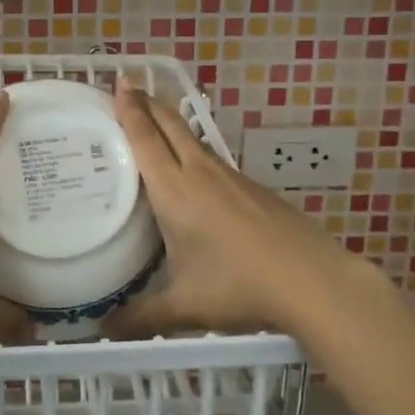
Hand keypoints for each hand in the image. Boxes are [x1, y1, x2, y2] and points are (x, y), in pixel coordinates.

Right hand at [106, 80, 351, 337]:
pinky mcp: (253, 188)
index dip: (129, 109)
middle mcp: (200, 173)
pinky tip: (194, 171)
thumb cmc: (239, 286)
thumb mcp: (184, 306)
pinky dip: (192, 149)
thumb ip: (141, 316)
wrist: (311, 280)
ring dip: (170, 123)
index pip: (146, 138)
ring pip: (192, 139)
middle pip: (170, 125)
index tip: (118, 82)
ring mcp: (230, 177)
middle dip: (147, 102)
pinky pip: (211, 159)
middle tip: (128, 85)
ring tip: (154, 121)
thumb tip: (102, 331)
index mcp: (174, 190)